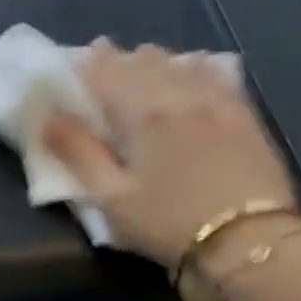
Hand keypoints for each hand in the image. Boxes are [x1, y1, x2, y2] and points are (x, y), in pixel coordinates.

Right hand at [42, 42, 300, 300]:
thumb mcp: (112, 198)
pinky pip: (216, 73)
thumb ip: (79, 153)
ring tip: (146, 74)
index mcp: (141, 112)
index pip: (107, 69)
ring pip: (179, 61)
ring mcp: (216, 99)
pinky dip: (194, 68)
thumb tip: (49, 117)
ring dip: (156, 63)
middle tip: (108, 76)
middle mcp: (178, 93)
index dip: (88, 63)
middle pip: (144, 59)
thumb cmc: (170, 224)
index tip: (78, 67)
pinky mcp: (244, 113)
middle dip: (121, 61)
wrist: (250, 241)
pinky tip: (193, 75)